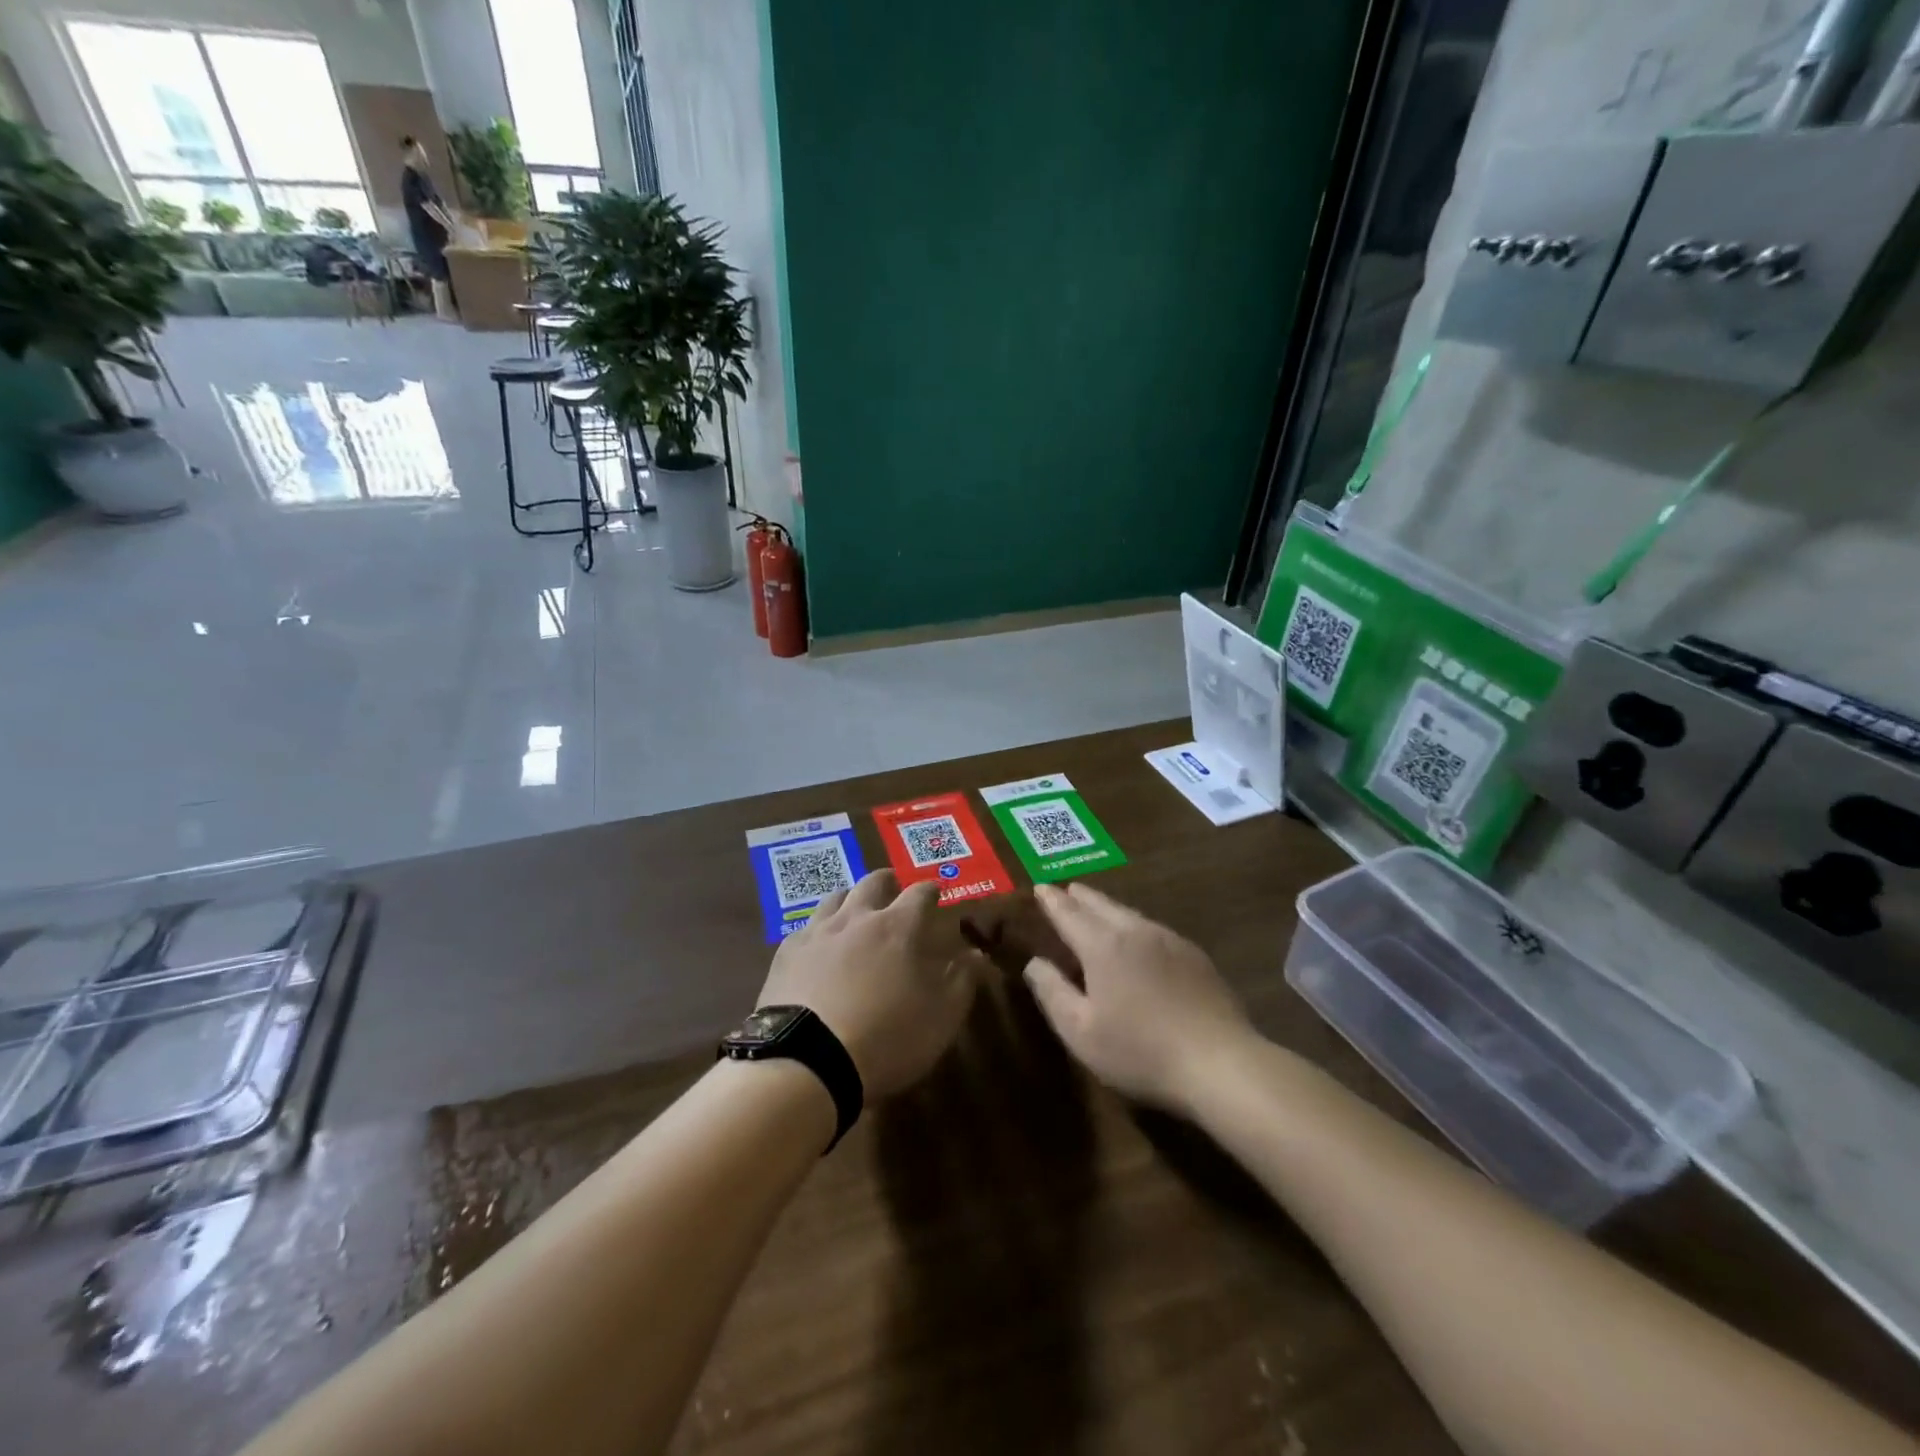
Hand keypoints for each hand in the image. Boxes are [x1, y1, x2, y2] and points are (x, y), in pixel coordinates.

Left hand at [757, 870, 979, 1099]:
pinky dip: (821, 928)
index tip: (936, 893)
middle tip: (895, 891)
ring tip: (856, 911)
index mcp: (899, 927)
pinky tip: (820, 945)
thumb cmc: (886, 1038)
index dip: (931, 890)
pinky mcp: (787, 952)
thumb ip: (962, 982)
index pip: (920, 893)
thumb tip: (975, 955)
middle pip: (874, 882)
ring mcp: (818, 931)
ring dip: (852, 898)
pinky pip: (807, 926)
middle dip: (889, 883)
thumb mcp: (940, 1018)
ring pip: (837, 896)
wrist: (807, 1061)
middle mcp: (858, 917)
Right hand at [1023, 882, 1253, 1113]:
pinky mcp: (1195, 957)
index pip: (1069, 914)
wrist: (1220, 1063)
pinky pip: (1154, 930)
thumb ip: (1052, 993)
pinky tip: (1139, 940)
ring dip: (1109, 908)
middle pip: (1102, 905)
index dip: (1052, 901)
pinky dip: (1135, 926)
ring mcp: (1170, 941)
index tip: (1040, 888)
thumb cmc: (1140, 1051)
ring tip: (1097, 909)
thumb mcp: (1081, 1032)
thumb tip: (1034, 963)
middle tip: (1067, 890)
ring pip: (1131, 914)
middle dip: (1080, 897)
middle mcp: (1136, 932)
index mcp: (1103, 946)